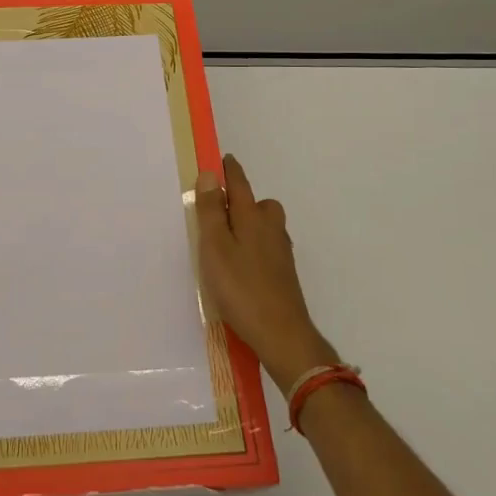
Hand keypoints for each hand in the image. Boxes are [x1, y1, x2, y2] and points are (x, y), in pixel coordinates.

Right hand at [194, 154, 338, 396]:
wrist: (282, 335)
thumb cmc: (241, 287)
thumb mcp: (215, 247)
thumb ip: (211, 210)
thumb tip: (211, 173)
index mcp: (252, 216)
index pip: (239, 183)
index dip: (229, 170)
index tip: (221, 159)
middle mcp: (271, 227)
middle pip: (257, 203)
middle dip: (240, 200)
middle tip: (217, 211)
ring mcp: (281, 251)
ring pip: (263, 226)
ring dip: (247, 225)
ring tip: (224, 242)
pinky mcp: (284, 273)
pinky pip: (265, 247)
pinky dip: (253, 247)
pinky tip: (240, 266)